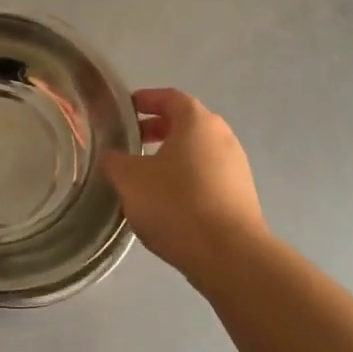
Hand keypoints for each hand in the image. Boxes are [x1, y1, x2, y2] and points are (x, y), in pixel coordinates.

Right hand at [102, 88, 266, 275]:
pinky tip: (167, 202)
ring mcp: (236, 166)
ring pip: (197, 152)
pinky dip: (186, 179)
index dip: (145, 100)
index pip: (169, 97)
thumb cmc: (176, 204)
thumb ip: (115, 161)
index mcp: (197, 122)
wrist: (228, 254)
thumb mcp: (130, 179)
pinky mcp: (241, 195)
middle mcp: (222, 136)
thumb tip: (111, 156)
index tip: (124, 110)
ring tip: (144, 177)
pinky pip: (207, 176)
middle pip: (186, 124)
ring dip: (171, 157)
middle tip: (129, 144)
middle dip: (156, 130)